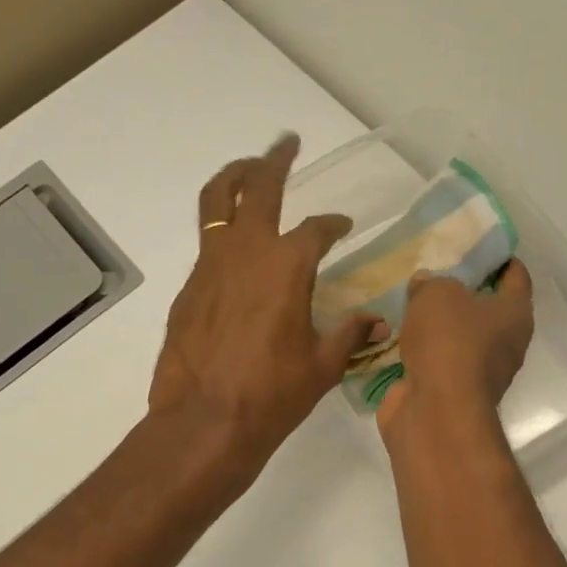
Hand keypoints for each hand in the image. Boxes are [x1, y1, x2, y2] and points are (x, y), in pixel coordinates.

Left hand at [150, 134, 380, 475]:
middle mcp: (246, 252)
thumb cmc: (271, 395)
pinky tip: (235, 255)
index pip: (317, 230)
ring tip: (248, 171)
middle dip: (274, 159)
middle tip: (286, 143)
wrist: (204, 422)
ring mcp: (209, 267)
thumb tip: (379, 323)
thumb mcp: (322, 366)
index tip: (343, 227)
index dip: (333, 225)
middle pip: (257, 187)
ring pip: (217, 202)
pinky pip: (206, 245)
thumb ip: (350, 335)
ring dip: (235, 180)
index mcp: (287, 265)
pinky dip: (222, 233)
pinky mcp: (188, 289)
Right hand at [376, 261, 533, 437]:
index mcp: (516, 314)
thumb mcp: (438, 295)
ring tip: (410, 303)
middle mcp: (506, 344)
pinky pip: (437, 361)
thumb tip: (425, 285)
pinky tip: (398, 336)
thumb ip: (432, 283)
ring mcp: (478, 372)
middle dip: (464, 292)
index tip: (478, 247)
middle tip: (435, 273)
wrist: (435, 411)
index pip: (516, 277)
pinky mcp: (451, 392)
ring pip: (460, 338)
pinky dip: (422, 351)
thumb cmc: (450, 343)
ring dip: (440, 325)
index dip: (500, 259)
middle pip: (488, 310)